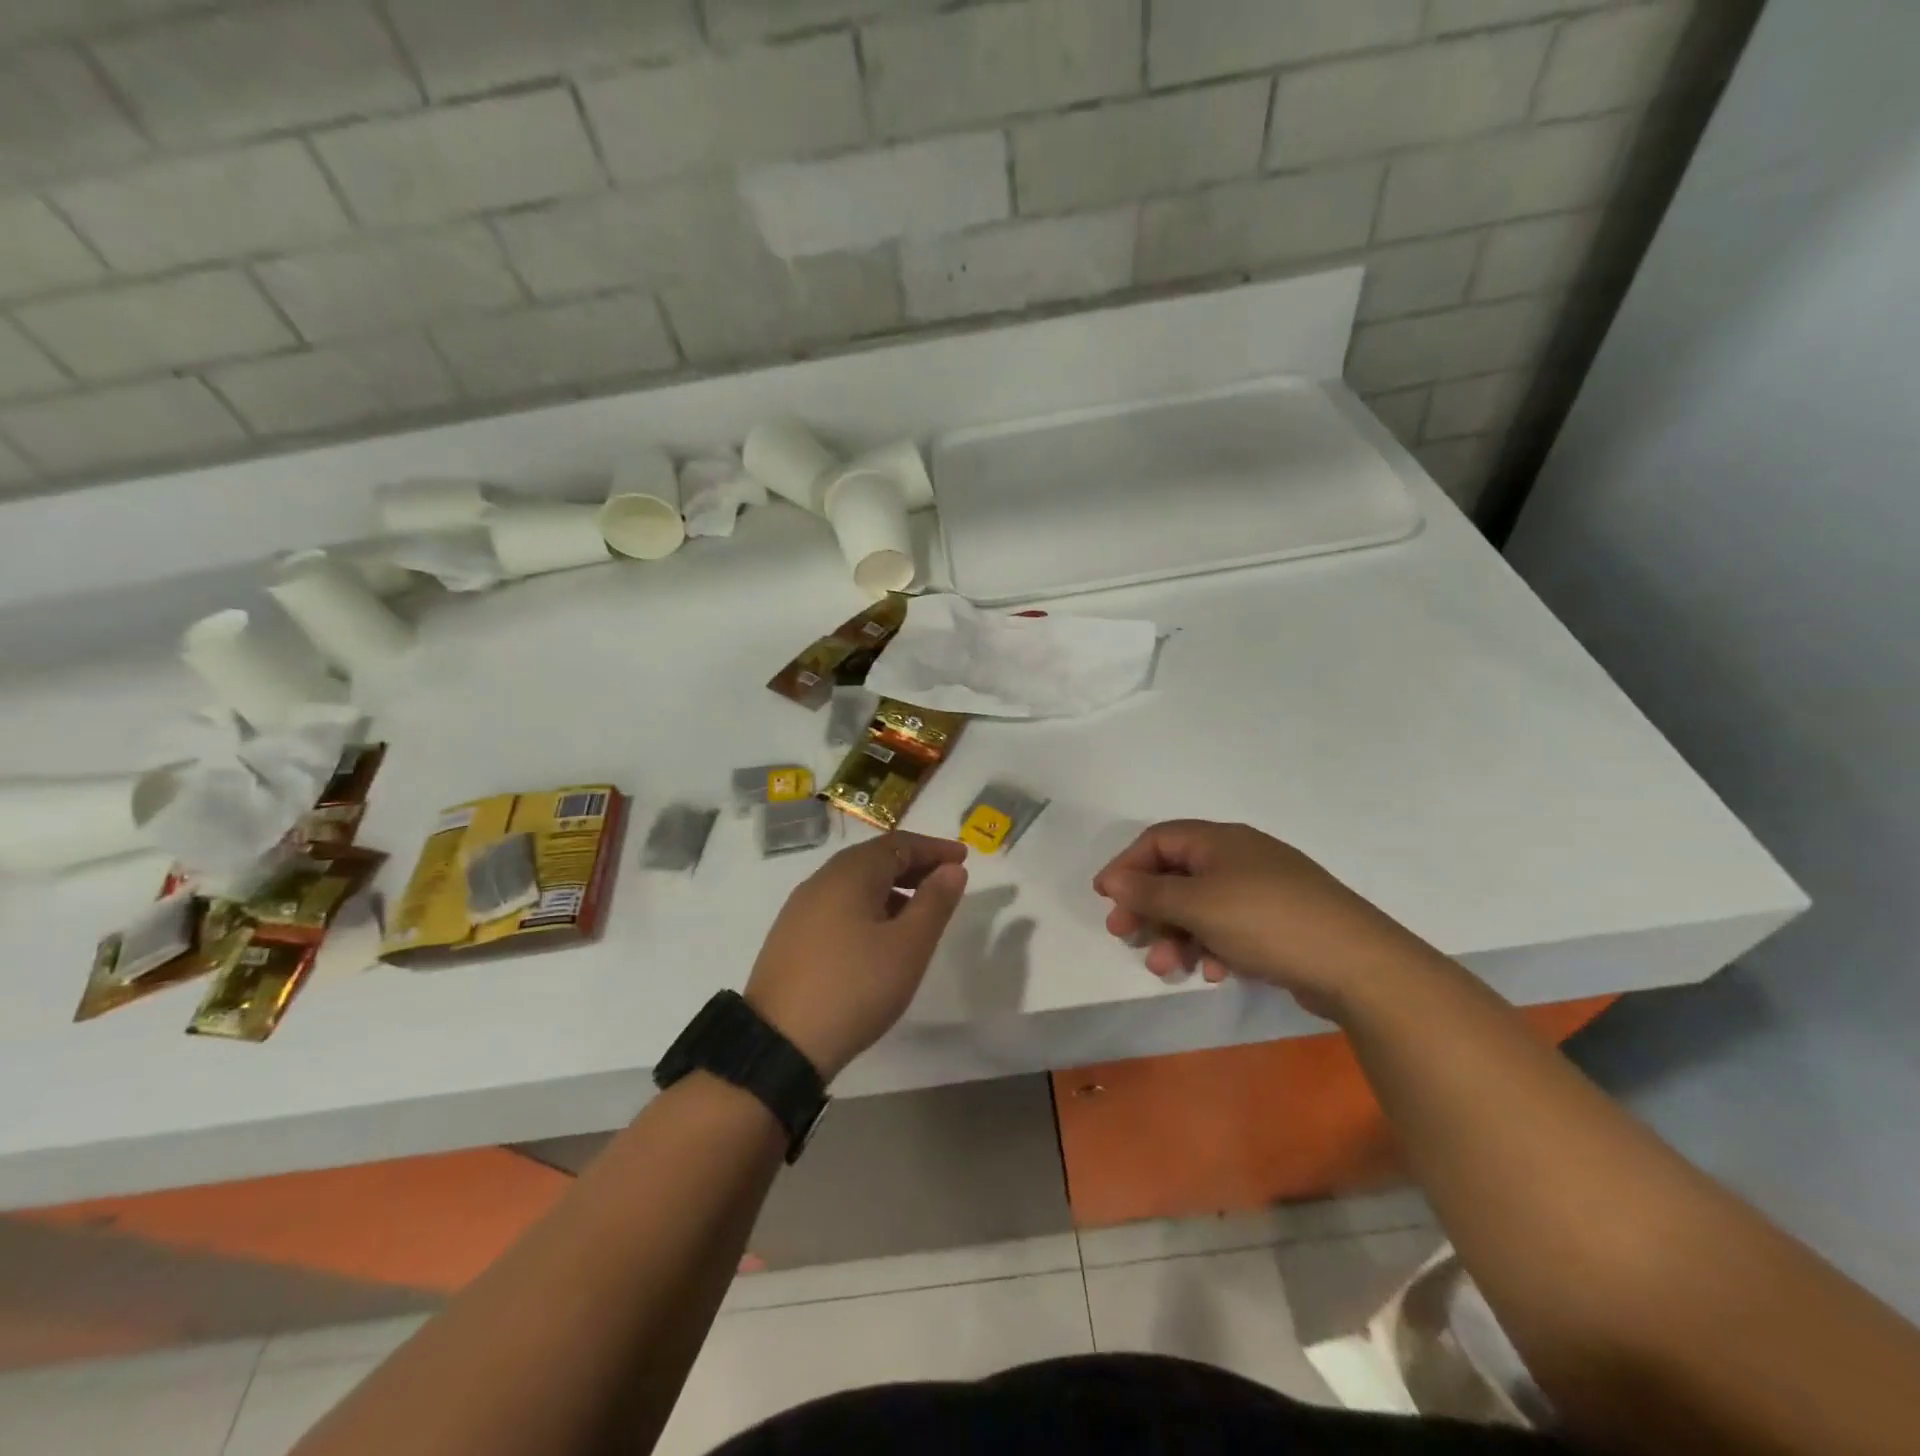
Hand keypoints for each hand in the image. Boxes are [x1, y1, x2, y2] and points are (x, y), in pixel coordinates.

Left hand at [746, 832, 968, 1080]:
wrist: (780, 1043)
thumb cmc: (855, 987)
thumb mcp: (908, 946)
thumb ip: (934, 902)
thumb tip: (952, 869)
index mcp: (850, 874)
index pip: (898, 844)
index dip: (933, 848)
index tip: (963, 858)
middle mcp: (821, 881)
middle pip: (874, 859)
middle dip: (913, 865)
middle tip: (946, 881)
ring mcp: (801, 909)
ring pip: (855, 883)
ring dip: (891, 888)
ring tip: (919, 912)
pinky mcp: (791, 936)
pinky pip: (838, 905)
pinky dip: (868, 906)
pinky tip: (879, 936)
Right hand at [1092, 820, 1428, 1019]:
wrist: (1357, 964)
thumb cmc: (1266, 921)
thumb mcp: (1198, 905)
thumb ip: (1150, 892)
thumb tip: (1112, 878)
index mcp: (1220, 841)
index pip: (1158, 840)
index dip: (1127, 865)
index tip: (1105, 898)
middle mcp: (1240, 858)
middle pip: (1177, 875)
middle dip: (1148, 907)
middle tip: (1125, 936)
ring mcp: (1262, 890)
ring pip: (1202, 907)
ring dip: (1177, 935)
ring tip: (1167, 968)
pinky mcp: (1279, 923)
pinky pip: (1230, 928)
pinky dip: (1213, 946)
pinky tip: (1215, 973)